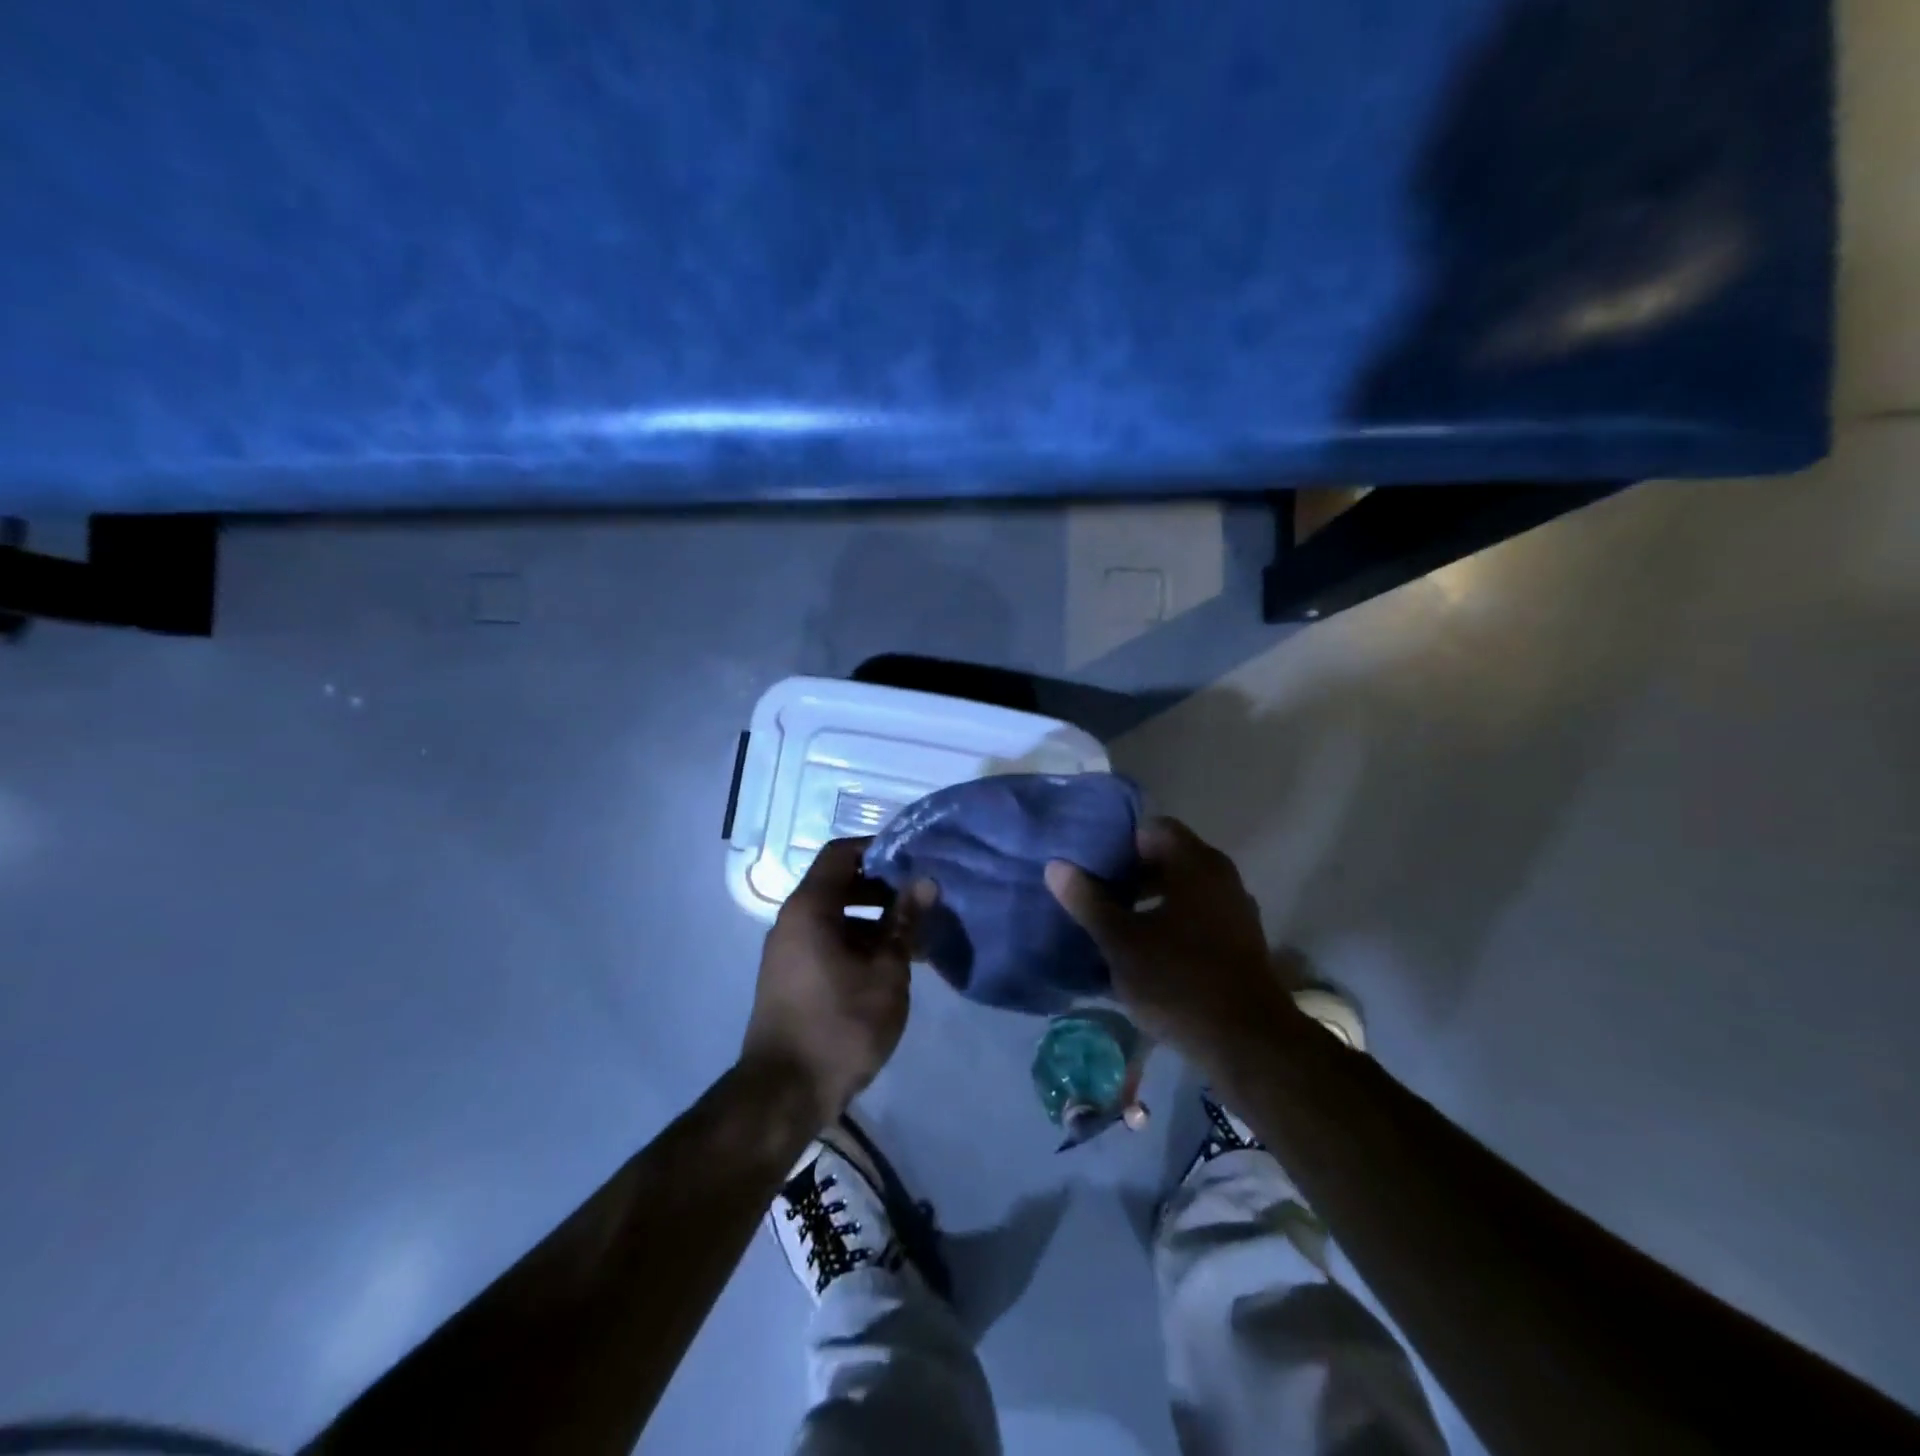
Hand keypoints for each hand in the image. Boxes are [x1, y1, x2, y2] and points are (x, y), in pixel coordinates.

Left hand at [741, 838, 928, 1133]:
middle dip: (882, 888)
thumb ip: (904, 923)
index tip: (913, 858)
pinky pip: (827, 941)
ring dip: (874, 920)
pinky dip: (858, 942)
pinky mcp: (792, 977)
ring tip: (915, 937)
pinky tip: (891, 965)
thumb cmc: (840, 1024)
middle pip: (838, 884)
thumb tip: (924, 881)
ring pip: (836, 916)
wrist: (785, 1093)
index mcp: (809, 908)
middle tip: (922, 899)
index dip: (877, 848)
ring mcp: (788, 950)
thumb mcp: (885, 972)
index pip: (840, 853)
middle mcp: (792, 920)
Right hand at [1045, 817, 1292, 1067]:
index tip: (1091, 866)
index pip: (1152, 829)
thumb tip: (1057, 866)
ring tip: (1113, 926)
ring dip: (1149, 902)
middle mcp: (1221, 876)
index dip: (1119, 843)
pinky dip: (1170, 924)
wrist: (1247, 1043)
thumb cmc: (1178, 981)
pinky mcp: (1240, 942)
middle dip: (1130, 875)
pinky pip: (1198, 917)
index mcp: (1195, 864)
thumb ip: (1087, 900)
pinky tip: (1145, 953)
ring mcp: (1235, 910)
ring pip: (1182, 891)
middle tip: (1095, 896)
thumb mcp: (1120, 942)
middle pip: (1168, 859)